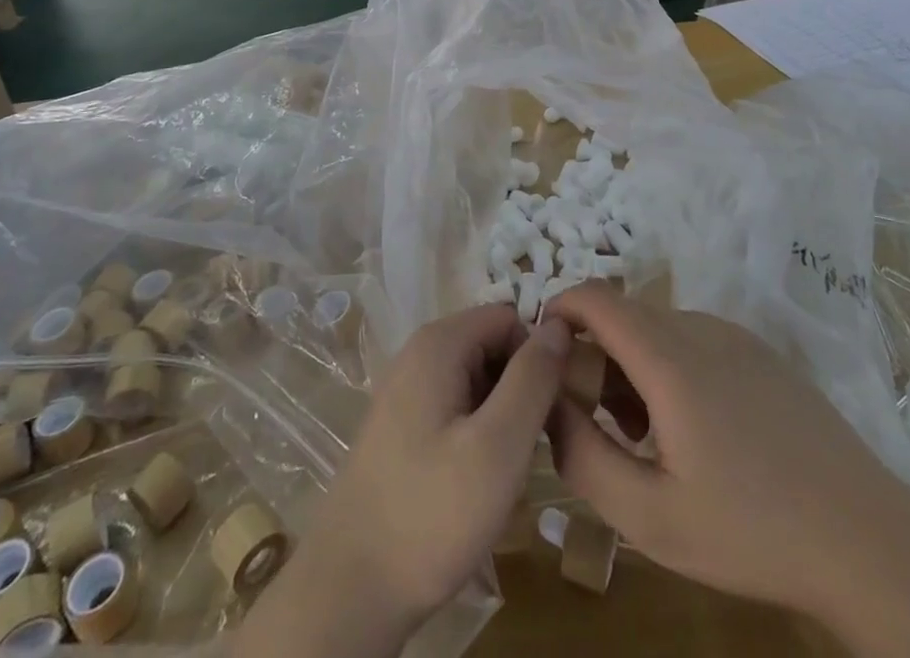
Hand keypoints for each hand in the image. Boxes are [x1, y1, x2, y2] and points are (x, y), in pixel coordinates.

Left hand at [234, 307, 572, 657]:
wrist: (349, 590)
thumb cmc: (431, 513)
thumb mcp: (499, 446)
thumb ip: (533, 379)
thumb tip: (560, 324)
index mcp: (440, 343)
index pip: (509, 318)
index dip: (538, 357)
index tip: (554, 411)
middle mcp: (419, 353)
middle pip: (492, 347)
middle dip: (521, 390)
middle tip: (532, 450)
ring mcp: (407, 390)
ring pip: (477, 381)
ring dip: (503, 418)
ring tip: (507, 474)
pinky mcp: (402, 426)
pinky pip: (456, 409)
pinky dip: (478, 436)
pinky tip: (480, 484)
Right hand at [544, 284, 909, 656]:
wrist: (866, 539)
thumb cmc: (751, 531)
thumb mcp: (649, 517)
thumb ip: (582, 455)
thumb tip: (548, 402)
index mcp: (669, 359)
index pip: (595, 298)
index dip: (559, 311)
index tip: (546, 355)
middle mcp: (700, 327)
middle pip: (623, 314)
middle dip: (595, 354)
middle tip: (599, 421)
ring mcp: (735, 334)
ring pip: (658, 326)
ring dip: (632, 362)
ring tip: (646, 435)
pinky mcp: (760, 350)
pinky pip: (693, 337)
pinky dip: (669, 363)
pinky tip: (693, 429)